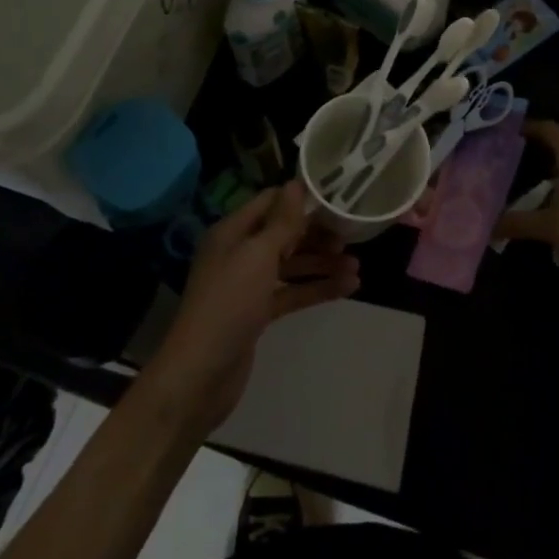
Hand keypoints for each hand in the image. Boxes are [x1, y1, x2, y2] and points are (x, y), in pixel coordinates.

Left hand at [141, 181, 358, 436]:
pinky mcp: (258, 313)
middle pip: (284, 234)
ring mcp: (249, 284)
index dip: (300, 199)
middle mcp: (240, 253)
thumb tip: (296, 184)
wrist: (200, 374)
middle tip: (351, 237)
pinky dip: (316, 289)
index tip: (334, 197)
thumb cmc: (228, 303)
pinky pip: (292, 293)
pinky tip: (346, 289)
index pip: (270, 202)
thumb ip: (281, 221)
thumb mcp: (257, 255)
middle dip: (316, 234)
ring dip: (322, 264)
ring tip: (357, 267)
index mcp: (233, 232)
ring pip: (291, 265)